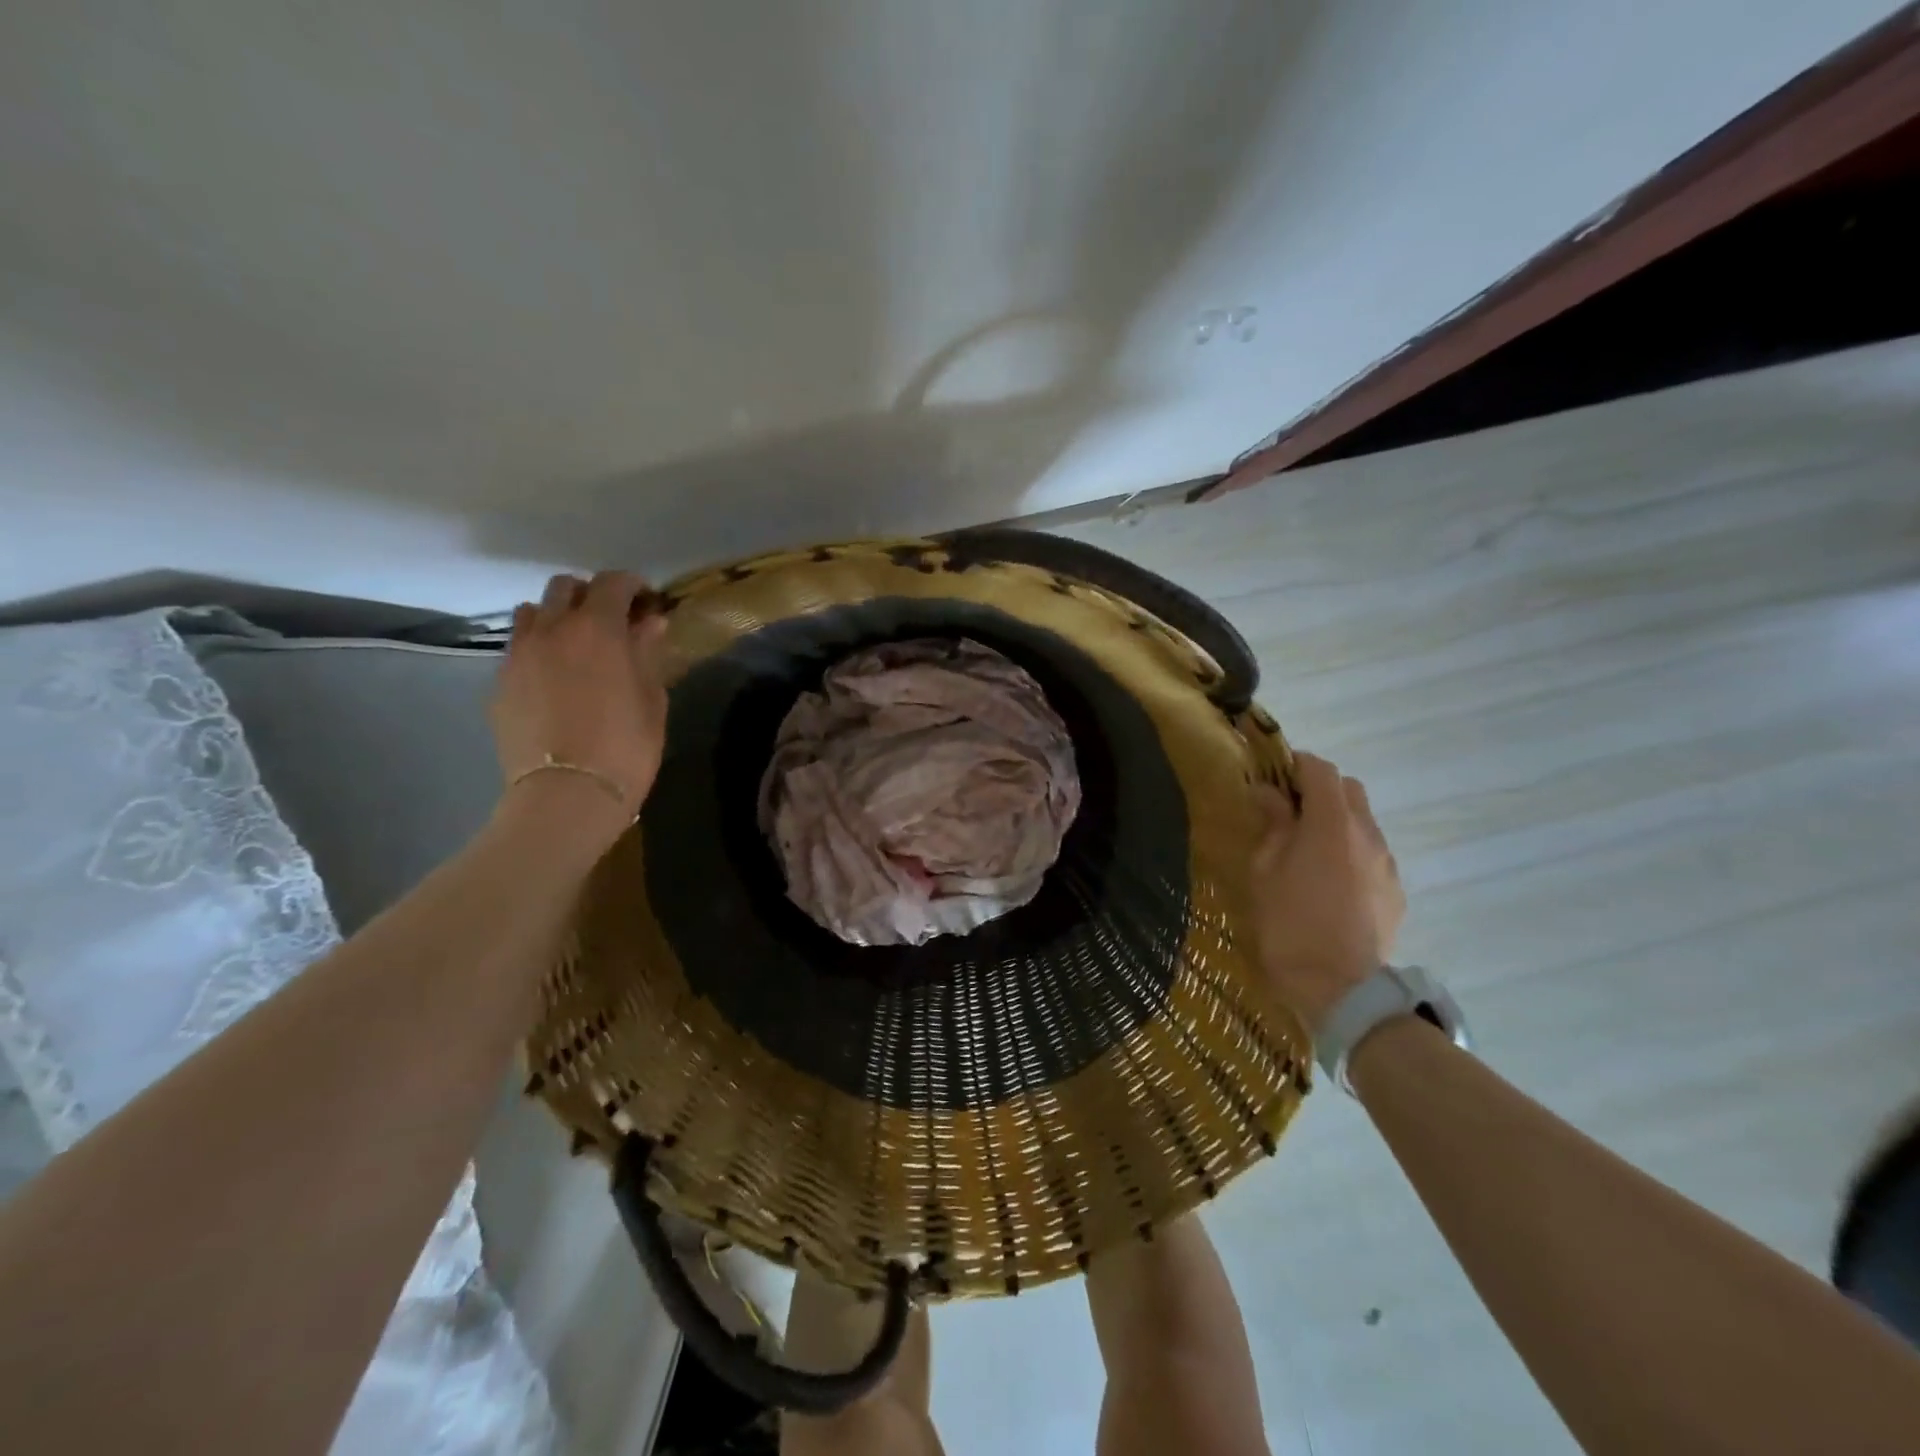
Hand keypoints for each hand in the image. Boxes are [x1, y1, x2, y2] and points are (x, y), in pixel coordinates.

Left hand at [490, 571, 669, 846]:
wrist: (566, 794)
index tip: (648, 601)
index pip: (613, 583)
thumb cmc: (625, 748)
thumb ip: (648, 653)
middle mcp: (552, 629)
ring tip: (578, 645)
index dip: (633, 585)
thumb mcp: (651, 699)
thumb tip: (650, 623)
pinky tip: (556, 677)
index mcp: (597, 629)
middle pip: (565, 588)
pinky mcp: (500, 683)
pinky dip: (539, 647)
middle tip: (613, 621)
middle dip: (592, 595)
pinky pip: (518, 648)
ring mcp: (519, 655)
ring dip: (558, 617)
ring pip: (533, 612)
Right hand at [1249, 752, 1404, 1032]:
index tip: (1273, 775)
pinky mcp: (1395, 891)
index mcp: (1331, 823)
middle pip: (1348, 789)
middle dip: (1319, 789)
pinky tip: (1331, 882)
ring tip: (1309, 850)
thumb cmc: (1289, 923)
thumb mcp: (1264, 870)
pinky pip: (1372, 854)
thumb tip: (1270, 795)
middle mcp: (1367, 834)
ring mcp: (1387, 863)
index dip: (1295, 765)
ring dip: (1337, 821)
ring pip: (1364, 822)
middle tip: (1289, 811)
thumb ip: (1272, 826)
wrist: (1339, 988)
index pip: (1320, 770)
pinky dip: (1351, 851)